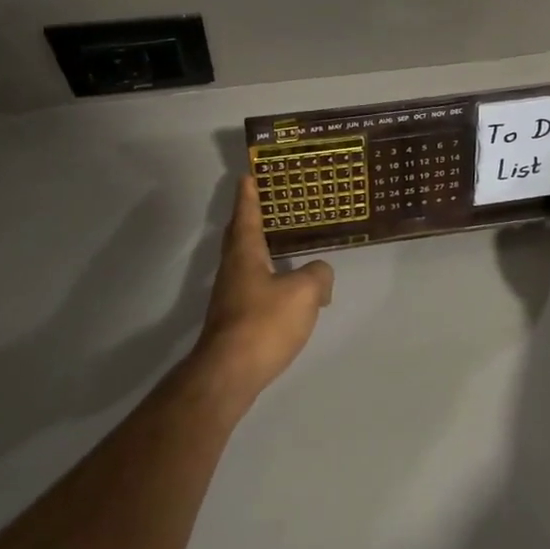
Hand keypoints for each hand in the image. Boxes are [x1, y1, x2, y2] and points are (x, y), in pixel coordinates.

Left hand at [192, 177, 334, 401]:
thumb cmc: (263, 323)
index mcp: (245, 253)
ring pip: (244, 262)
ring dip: (256, 248)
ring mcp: (230, 296)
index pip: (246, 214)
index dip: (248, 194)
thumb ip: (318, 276)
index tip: (246, 175)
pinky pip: (251, 286)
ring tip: (278, 242)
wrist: (229, 373)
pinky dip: (265, 276)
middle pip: (238, 236)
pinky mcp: (233, 319)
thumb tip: (321, 274)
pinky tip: (283, 289)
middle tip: (262, 202)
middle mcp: (232, 269)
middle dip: (247, 218)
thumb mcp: (303, 293)